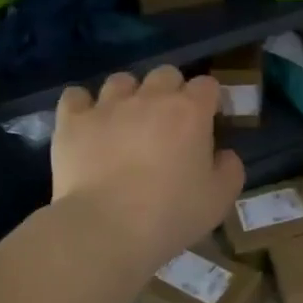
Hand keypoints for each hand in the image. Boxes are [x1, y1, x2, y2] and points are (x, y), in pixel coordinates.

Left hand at [52, 67, 243, 268]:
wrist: (107, 228)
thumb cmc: (171, 214)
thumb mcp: (219, 200)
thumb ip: (230, 170)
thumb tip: (224, 154)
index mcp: (190, 112)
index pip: (207, 85)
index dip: (209, 100)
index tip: (208, 121)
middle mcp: (150, 98)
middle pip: (165, 74)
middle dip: (171, 91)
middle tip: (168, 123)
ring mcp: (107, 106)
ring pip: (121, 81)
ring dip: (128, 96)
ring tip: (126, 122)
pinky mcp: (72, 121)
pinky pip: (76, 97)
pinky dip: (83, 106)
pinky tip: (87, 124)